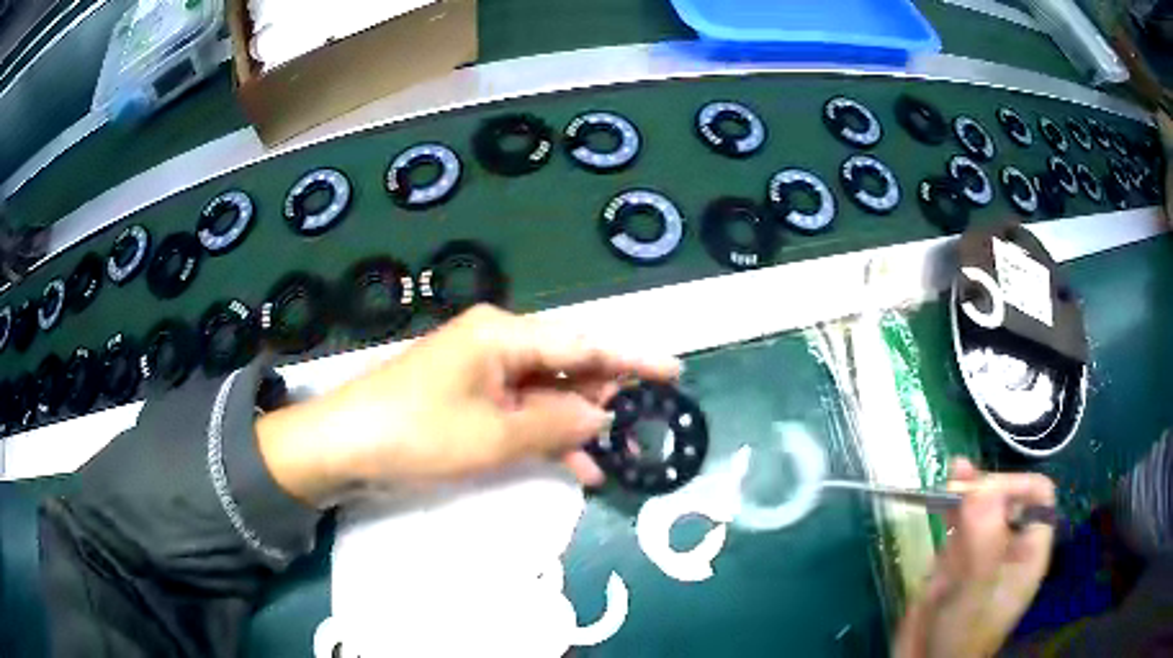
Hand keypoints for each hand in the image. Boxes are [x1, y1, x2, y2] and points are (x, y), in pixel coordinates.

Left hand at [258, 304, 680, 505]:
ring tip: (611, 452)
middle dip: (603, 394)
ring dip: (574, 421)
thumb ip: (556, 423)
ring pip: (544, 390)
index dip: (631, 358)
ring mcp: (480, 369)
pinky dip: (544, 431)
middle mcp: (496, 342)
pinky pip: (519, 407)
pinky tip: (572, 461)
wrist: (345, 444)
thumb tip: (602, 414)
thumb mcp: (494, 436)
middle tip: (640, 422)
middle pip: (565, 364)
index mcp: (503, 335)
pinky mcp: (468, 394)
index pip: (582, 344)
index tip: (673, 371)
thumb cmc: (418, 433)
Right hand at [895, 459, 1055, 657]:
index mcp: (1028, 550)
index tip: (980, 497)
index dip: (1014, 486)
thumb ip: (984, 542)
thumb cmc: (962, 635)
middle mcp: (1009, 545)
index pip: (1036, 496)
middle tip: (956, 485)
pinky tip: (940, 493)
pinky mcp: (956, 560)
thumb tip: (980, 490)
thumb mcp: (976, 592)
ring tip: (951, 472)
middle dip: (985, 487)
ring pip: (981, 507)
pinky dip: (950, 507)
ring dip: (967, 488)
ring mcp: (982, 552)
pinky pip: (958, 525)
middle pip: (1006, 496)